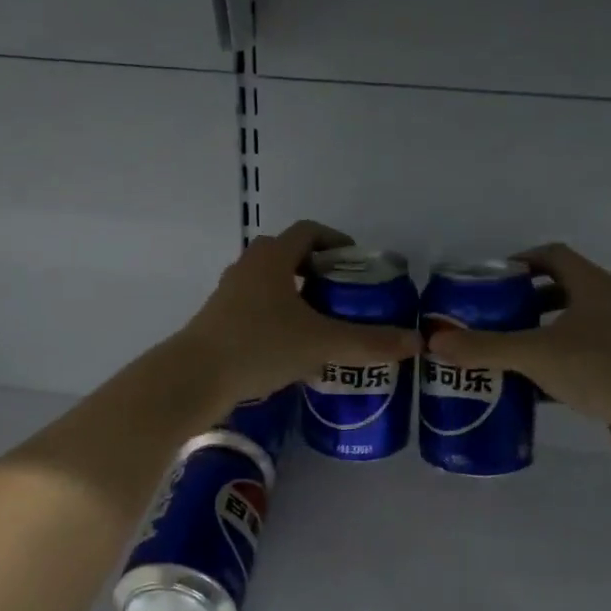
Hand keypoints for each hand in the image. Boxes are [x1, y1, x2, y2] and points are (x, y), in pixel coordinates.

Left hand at [179, 221, 420, 408]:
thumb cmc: (259, 346)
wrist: (194, 378)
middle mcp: (248, 267)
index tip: (357, 264)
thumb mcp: (322, 343)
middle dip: (319, 272)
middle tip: (345, 296)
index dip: (337, 242)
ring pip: (271, 285)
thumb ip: (370, 342)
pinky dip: (279, 319)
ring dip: (298, 297)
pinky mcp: (218, 322)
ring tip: (324, 324)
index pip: (309, 232)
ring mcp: (229, 295)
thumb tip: (416, 342)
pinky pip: (257, 310)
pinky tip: (294, 350)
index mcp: (272, 257)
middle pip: (289, 256)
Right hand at [425, 243, 610, 462]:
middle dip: (520, 303)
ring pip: (566, 330)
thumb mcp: (537, 354)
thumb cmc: (604, 368)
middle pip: (557, 292)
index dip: (519, 261)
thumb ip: (485, 348)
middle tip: (484, 319)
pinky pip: (576, 363)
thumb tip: (434, 342)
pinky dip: (549, 370)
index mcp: (592, 285)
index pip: (552, 255)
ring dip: (534, 338)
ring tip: (497, 354)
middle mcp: (607, 306)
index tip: (486, 281)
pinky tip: (524, 390)